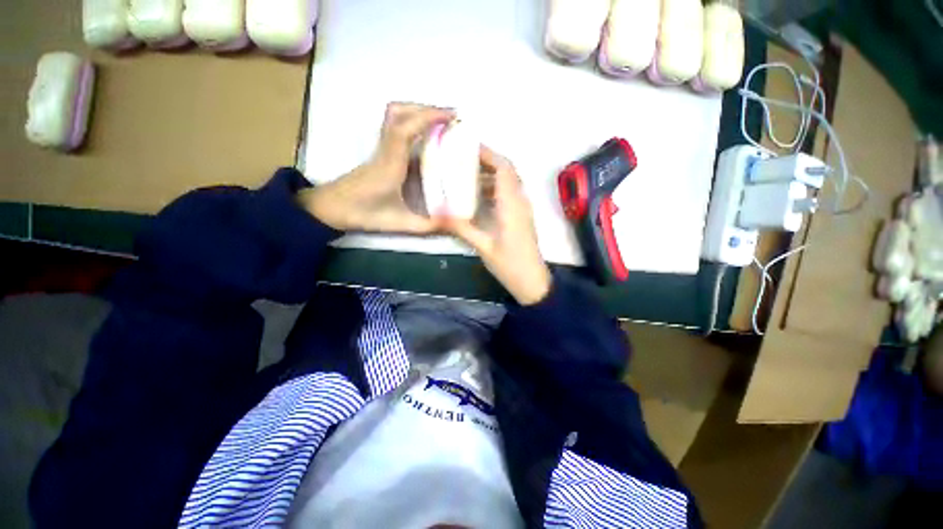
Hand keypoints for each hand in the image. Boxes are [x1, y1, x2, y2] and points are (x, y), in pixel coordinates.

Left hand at [303, 103, 454, 232]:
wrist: (331, 208)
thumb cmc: (363, 213)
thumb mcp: (399, 223)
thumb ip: (428, 226)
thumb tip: (457, 224)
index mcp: (391, 163)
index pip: (406, 129)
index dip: (428, 117)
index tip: (452, 116)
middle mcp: (385, 150)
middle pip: (399, 113)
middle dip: (426, 108)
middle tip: (451, 118)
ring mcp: (381, 149)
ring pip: (394, 116)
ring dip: (418, 112)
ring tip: (441, 123)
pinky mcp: (380, 153)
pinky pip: (395, 128)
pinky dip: (413, 123)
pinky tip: (426, 138)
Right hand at [444, 146, 551, 304]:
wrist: (532, 281)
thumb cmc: (510, 264)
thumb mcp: (483, 247)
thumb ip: (462, 228)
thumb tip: (438, 213)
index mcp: (512, 205)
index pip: (504, 168)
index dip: (488, 154)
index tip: (469, 147)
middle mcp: (520, 201)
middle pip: (507, 171)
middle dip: (487, 161)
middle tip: (463, 160)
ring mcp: (523, 209)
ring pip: (509, 182)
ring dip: (490, 175)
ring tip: (466, 175)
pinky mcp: (522, 217)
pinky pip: (509, 194)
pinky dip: (494, 188)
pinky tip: (478, 197)